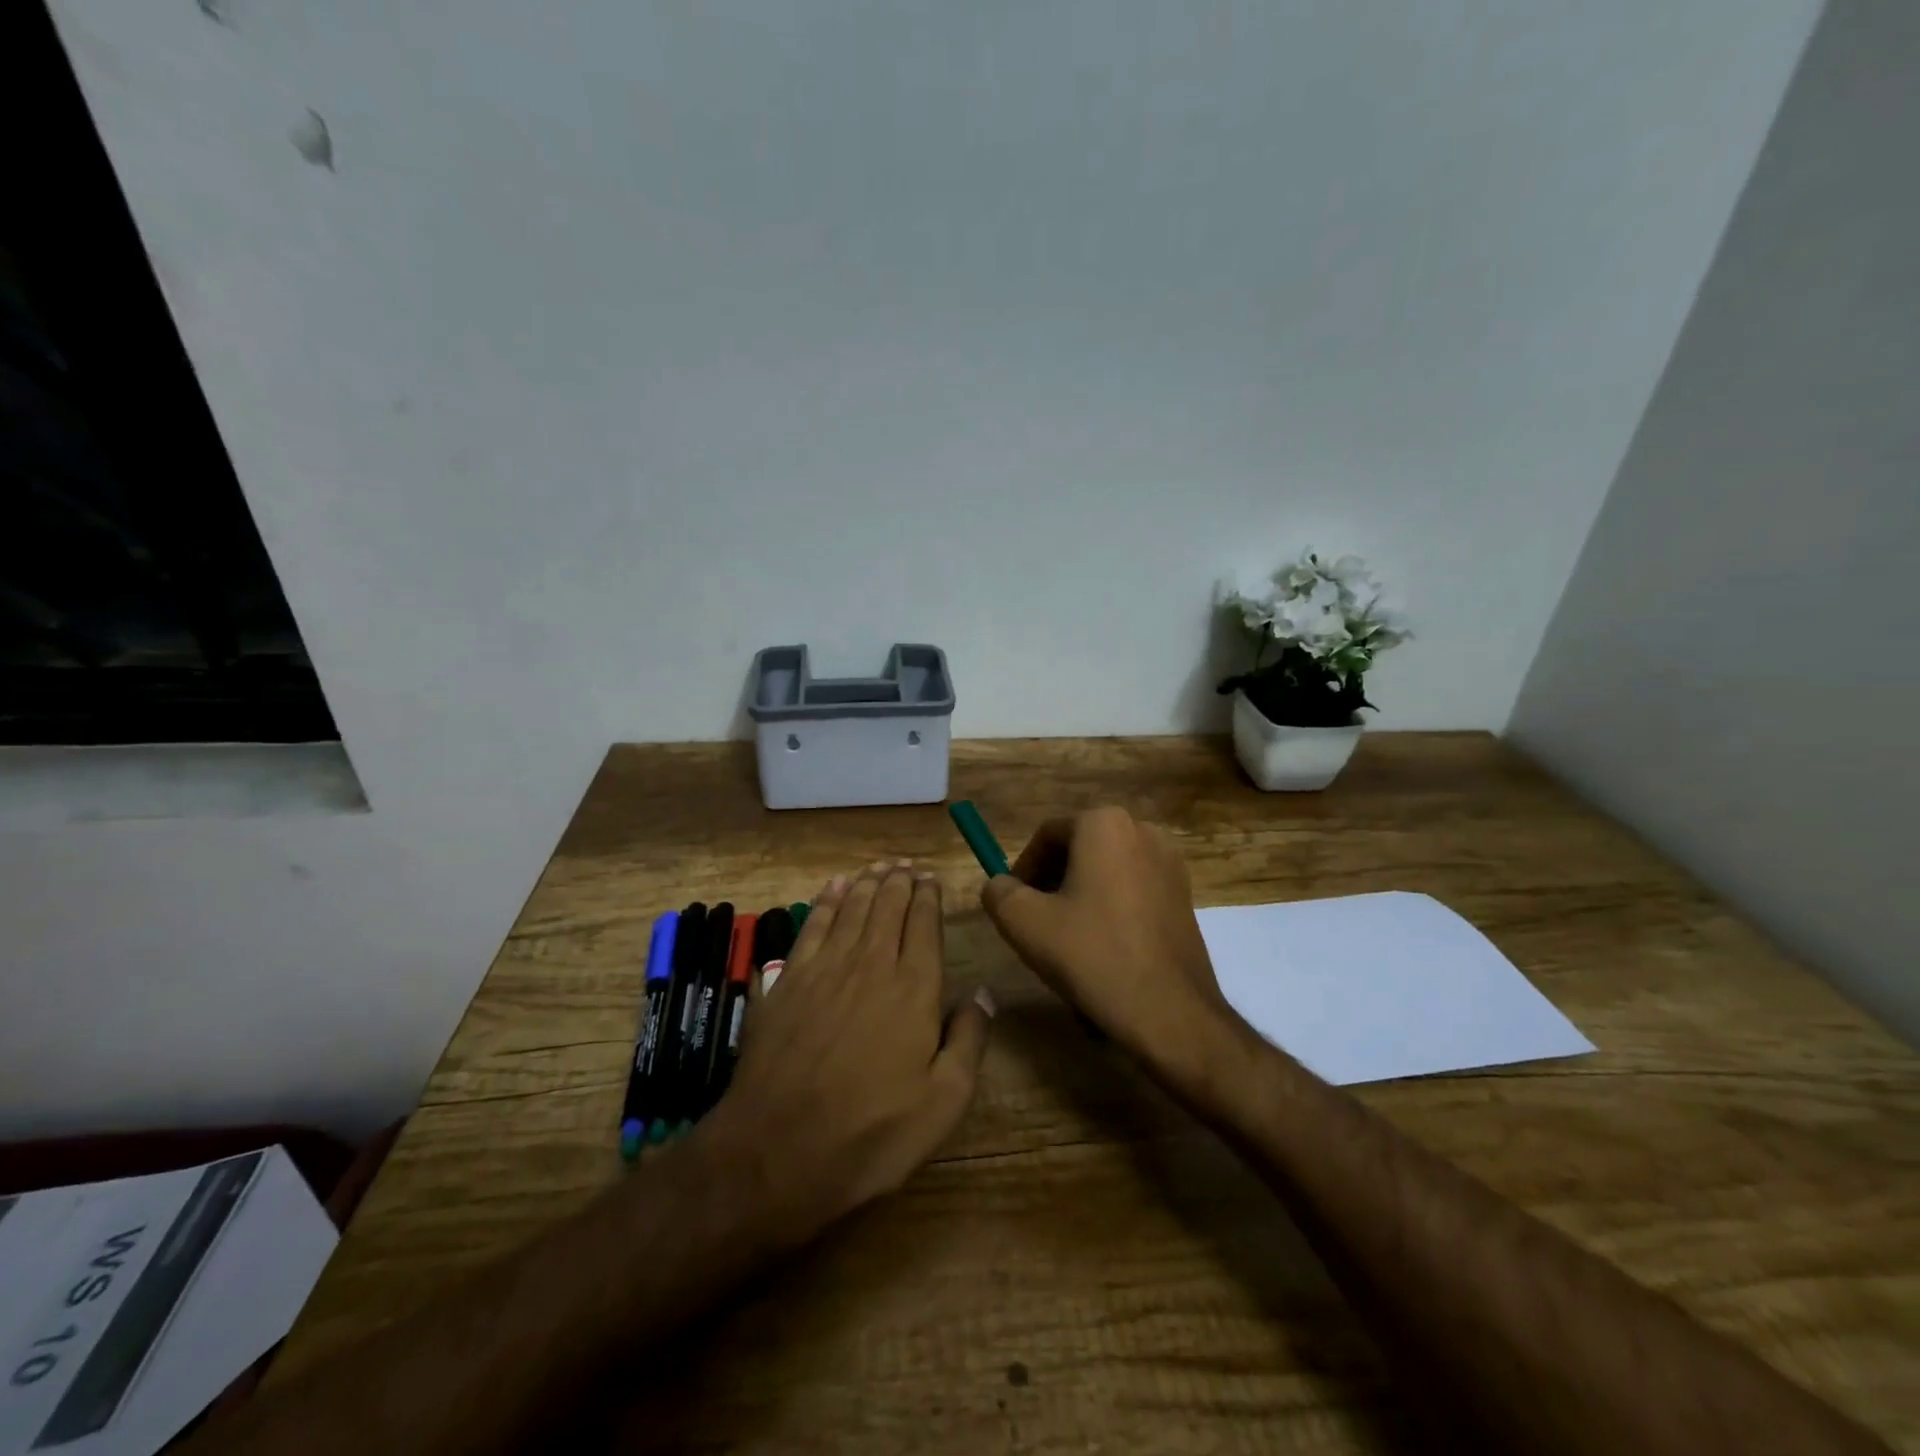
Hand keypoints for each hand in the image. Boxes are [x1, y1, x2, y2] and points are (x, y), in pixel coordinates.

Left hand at [700, 862, 994, 1238]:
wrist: (776, 1152)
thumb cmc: (871, 1134)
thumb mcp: (943, 1103)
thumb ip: (968, 1040)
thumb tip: (983, 994)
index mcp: (913, 988)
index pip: (924, 924)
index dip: (929, 896)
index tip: (933, 878)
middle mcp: (871, 964)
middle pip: (888, 906)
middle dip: (901, 881)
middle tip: (908, 865)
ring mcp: (824, 968)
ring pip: (852, 908)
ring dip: (868, 882)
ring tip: (880, 866)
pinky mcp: (787, 979)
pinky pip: (812, 924)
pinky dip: (826, 900)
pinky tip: (834, 887)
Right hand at [981, 808, 1233, 1072]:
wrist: (1170, 1011)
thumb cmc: (1093, 955)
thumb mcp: (1024, 923)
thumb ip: (999, 892)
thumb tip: (1000, 886)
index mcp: (1104, 824)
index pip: (1047, 836)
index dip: (1022, 869)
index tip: (1013, 905)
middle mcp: (1142, 830)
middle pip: (1078, 850)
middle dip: (1052, 883)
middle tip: (1037, 924)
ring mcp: (1170, 862)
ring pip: (1106, 872)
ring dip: (1081, 898)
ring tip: (1070, 942)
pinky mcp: (1184, 894)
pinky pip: (1133, 890)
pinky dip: (1111, 910)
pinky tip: (1105, 950)